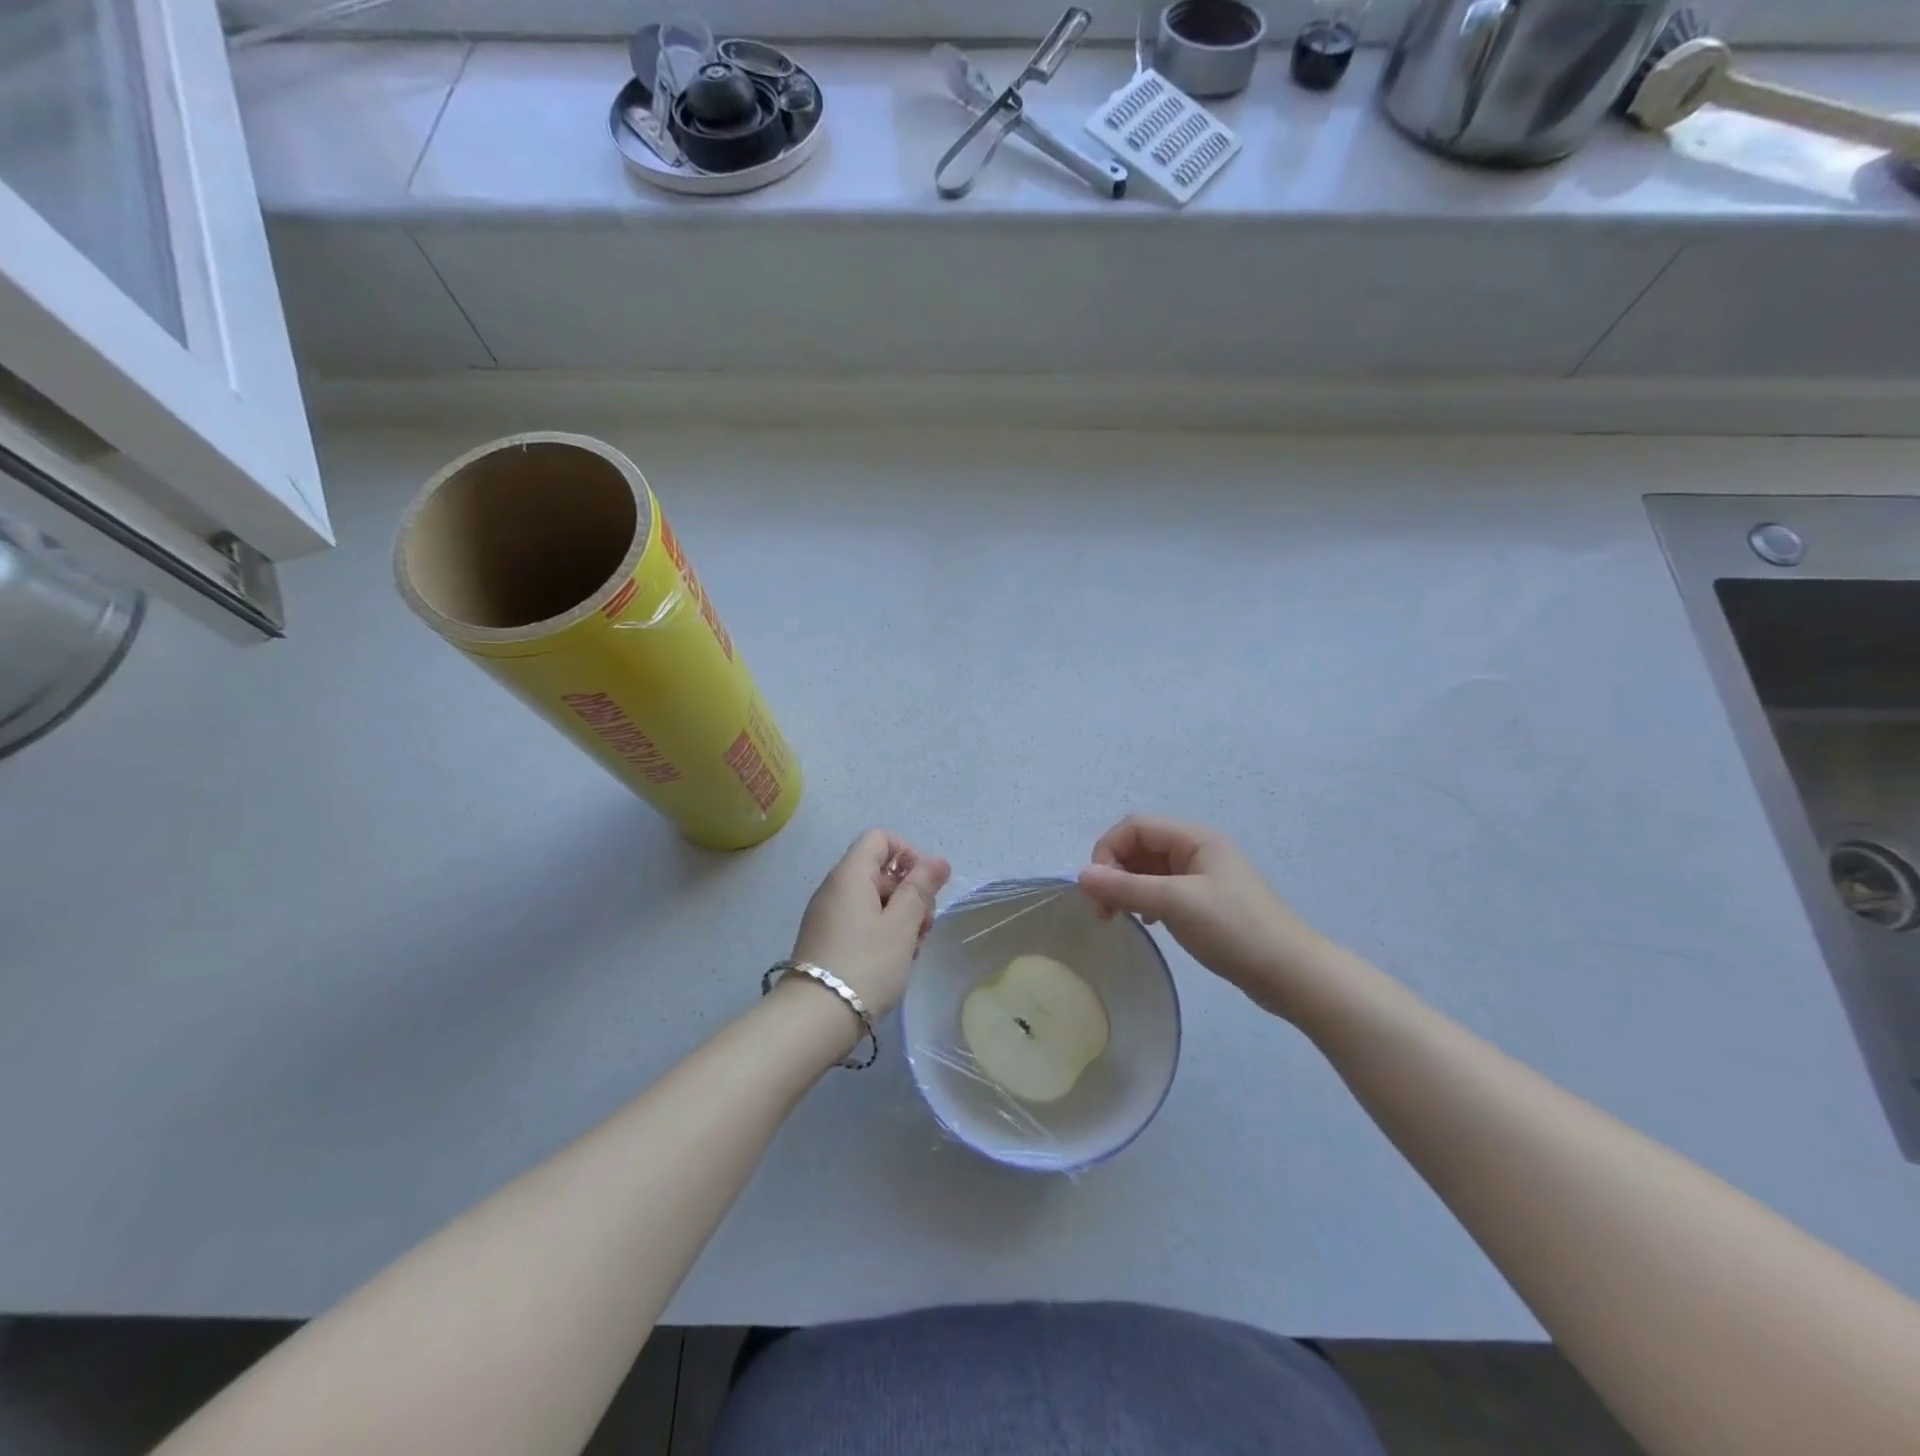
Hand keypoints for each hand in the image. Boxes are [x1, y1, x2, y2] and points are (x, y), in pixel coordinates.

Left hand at [791, 830, 950, 1020]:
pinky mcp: (826, 941)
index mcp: (849, 875)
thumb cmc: (865, 965)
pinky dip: (881, 933)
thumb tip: (938, 860)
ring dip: (899, 917)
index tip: (924, 886)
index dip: (908, 854)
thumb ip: (920, 889)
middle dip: (909, 892)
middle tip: (925, 926)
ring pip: (872, 900)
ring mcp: (827, 916)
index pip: (880, 838)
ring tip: (912, 949)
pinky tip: (895, 961)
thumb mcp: (901, 925)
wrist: (814, 1019)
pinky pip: (860, 922)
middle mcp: (834, 888)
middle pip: (879, 870)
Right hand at [1078, 816, 1332, 1020]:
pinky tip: (1148, 923)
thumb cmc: (1234, 930)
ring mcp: (1203, 876)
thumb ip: (1125, 887)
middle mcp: (1197, 849)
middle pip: (1140, 846)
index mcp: (1194, 838)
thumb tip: (1080, 876)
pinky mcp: (1206, 902)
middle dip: (1114, 871)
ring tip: (1118, 917)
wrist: (1292, 974)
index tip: (1098, 889)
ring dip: (1127, 887)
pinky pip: (1163, 889)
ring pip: (1149, 869)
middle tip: (1103, 910)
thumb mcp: (1175, 904)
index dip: (1108, 851)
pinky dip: (1146, 900)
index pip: (1134, 827)